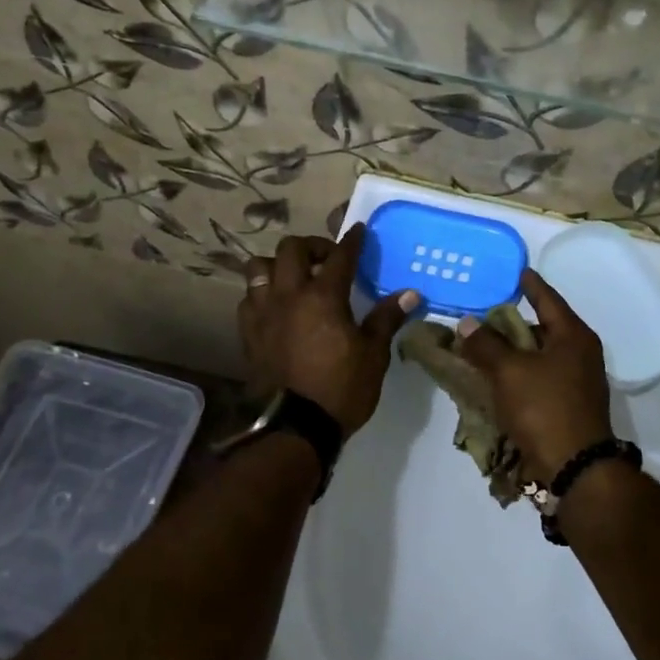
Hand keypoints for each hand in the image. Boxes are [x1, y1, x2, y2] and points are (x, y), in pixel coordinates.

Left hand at [239, 226, 418, 433]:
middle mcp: (289, 295)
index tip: (358, 231)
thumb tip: (410, 293)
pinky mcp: (248, 333)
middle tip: (328, 259)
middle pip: (291, 250)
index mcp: (323, 296)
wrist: (295, 428)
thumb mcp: (374, 354)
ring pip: (259, 268)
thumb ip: (386, 318)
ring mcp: (263, 313)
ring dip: (278, 266)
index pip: (340, 256)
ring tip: (295, 279)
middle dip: (312, 246)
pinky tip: (276, 306)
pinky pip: (248, 298)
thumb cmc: (341, 388)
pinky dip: (262, 293)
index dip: (352, 241)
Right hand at [457, 270, 613, 485]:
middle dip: (514, 323)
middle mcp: (581, 354)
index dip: (531, 285)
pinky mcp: (569, 405)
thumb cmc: (545, 408)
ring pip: (540, 356)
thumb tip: (467, 322)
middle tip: (486, 314)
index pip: (549, 300)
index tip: (518, 271)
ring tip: (484, 346)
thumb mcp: (509, 371)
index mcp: (573, 336)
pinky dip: (520, 374)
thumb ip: (486, 344)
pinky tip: (497, 378)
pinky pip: (540, 378)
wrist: (575, 467)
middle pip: (543, 328)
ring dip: (514, 352)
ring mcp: (578, 381)